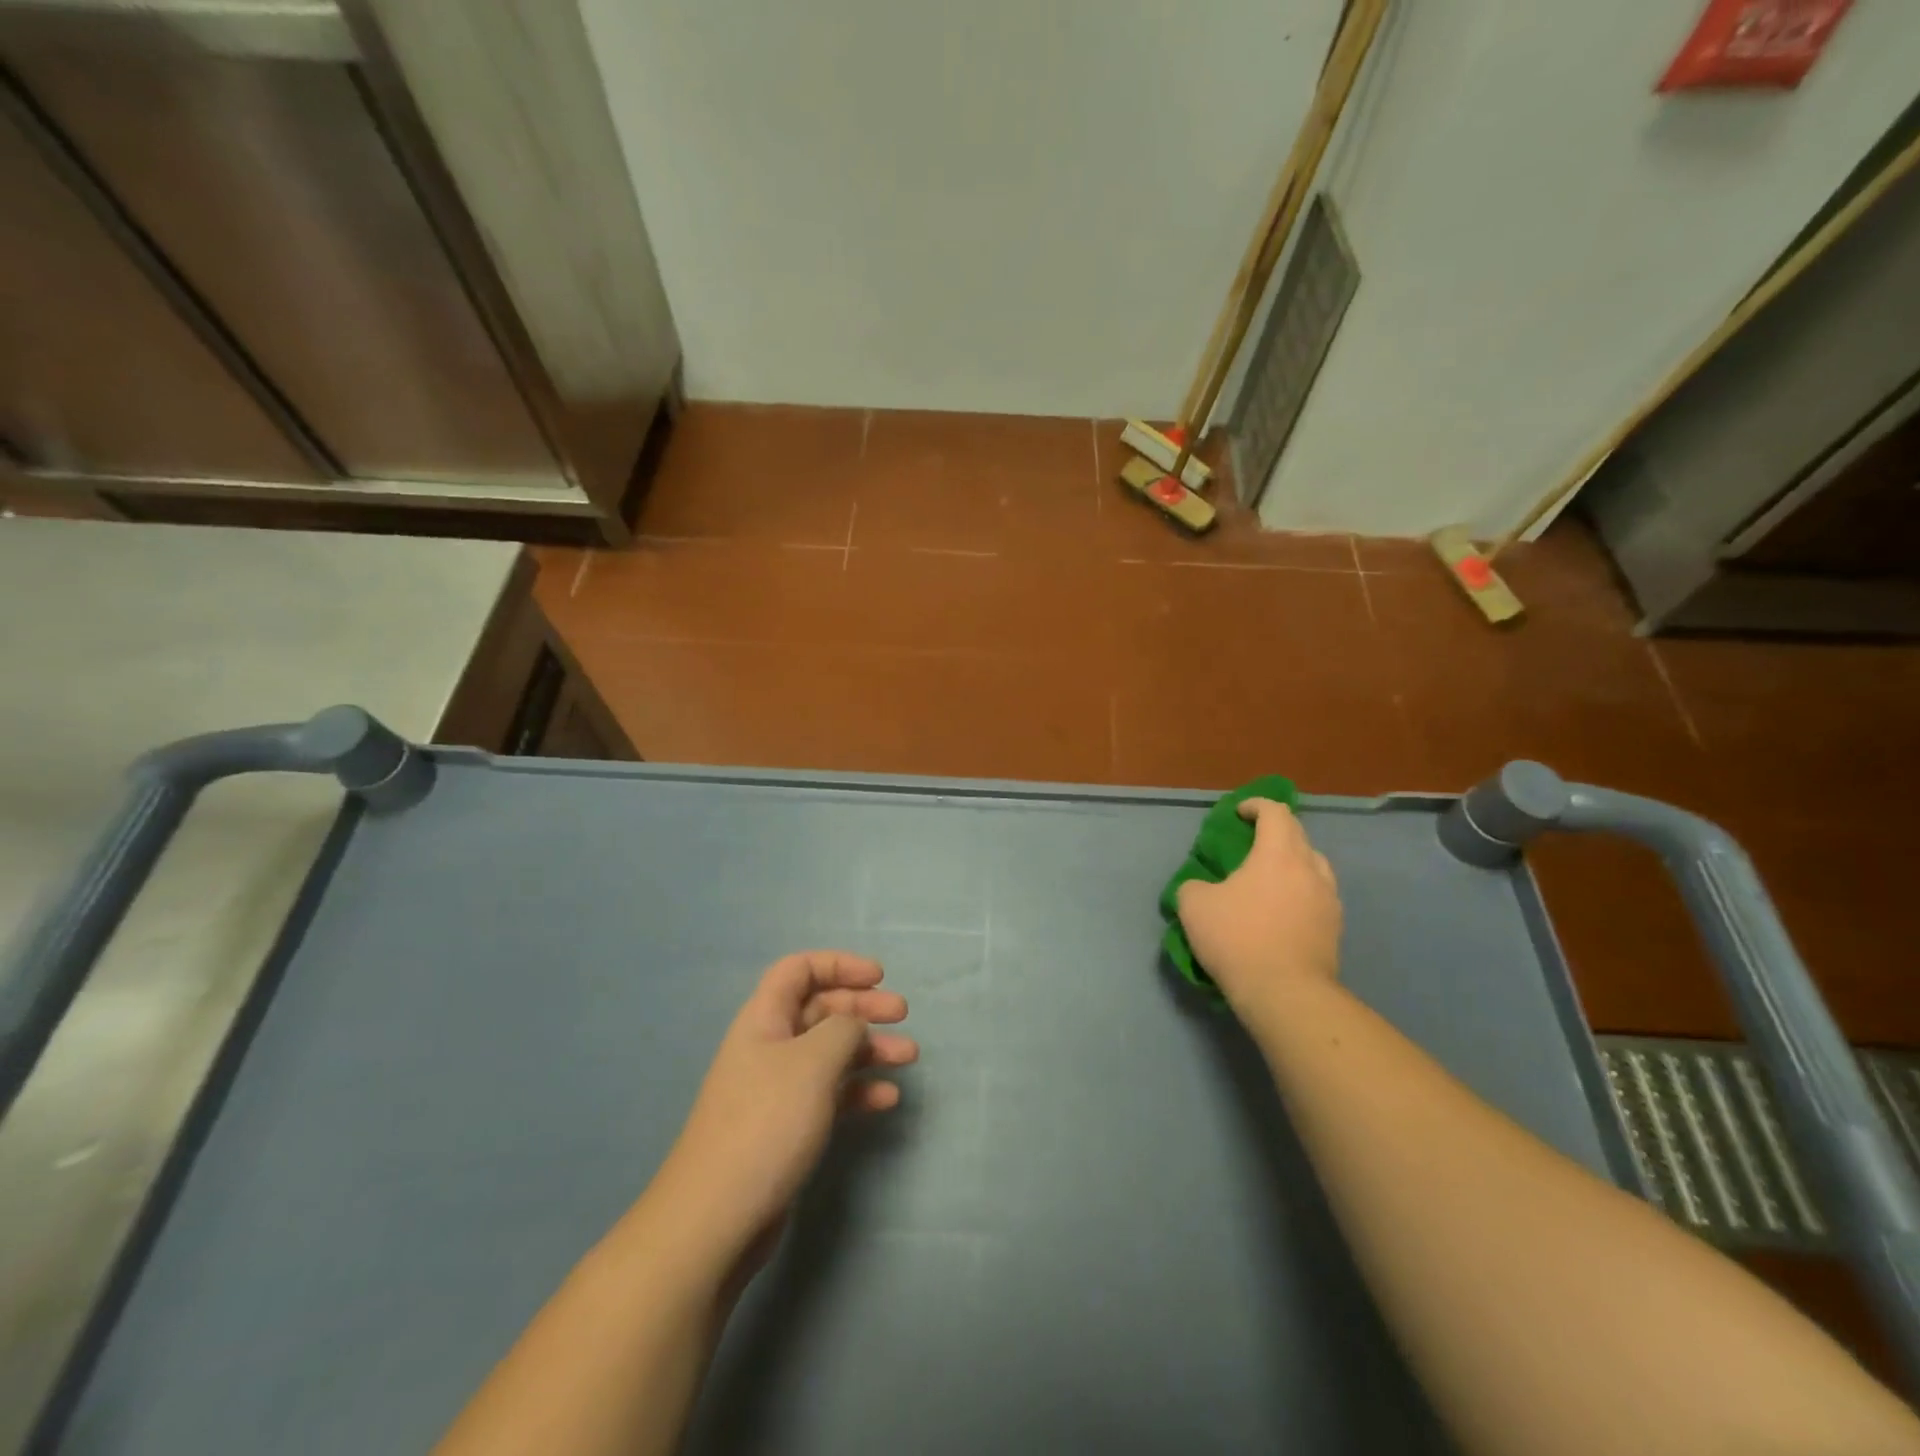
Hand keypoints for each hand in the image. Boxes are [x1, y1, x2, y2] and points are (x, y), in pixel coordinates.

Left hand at [650, 951, 916, 1271]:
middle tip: (902, 1014)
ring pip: (831, 1052)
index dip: (839, 964)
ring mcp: (779, 1088)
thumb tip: (854, 1024)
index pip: (799, 969)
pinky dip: (859, 1089)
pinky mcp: (788, 1126)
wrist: (717, 1218)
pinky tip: (888, 1099)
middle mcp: (771, 1045)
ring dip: (870, 1048)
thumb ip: (843, 1029)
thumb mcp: (813, 1062)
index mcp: (764, 1018)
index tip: (879, 977)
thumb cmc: (766, 1123)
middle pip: (821, 1008)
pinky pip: (831, 1092)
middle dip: (863, 1006)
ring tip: (909, 1056)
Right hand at [1176, 800, 1341, 1021]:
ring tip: (1270, 879)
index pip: (1276, 813)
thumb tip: (1201, 888)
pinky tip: (1282, 912)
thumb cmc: (1238, 938)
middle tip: (1252, 843)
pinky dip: (1300, 893)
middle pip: (1298, 835)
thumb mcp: (1194, 906)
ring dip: (1293, 863)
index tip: (1239, 813)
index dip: (1256, 806)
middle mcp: (1310, 869)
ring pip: (1314, 867)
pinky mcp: (1336, 929)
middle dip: (1275, 831)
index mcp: (1278, 854)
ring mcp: (1329, 900)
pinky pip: (1318, 897)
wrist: (1286, 993)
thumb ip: (1194, 886)